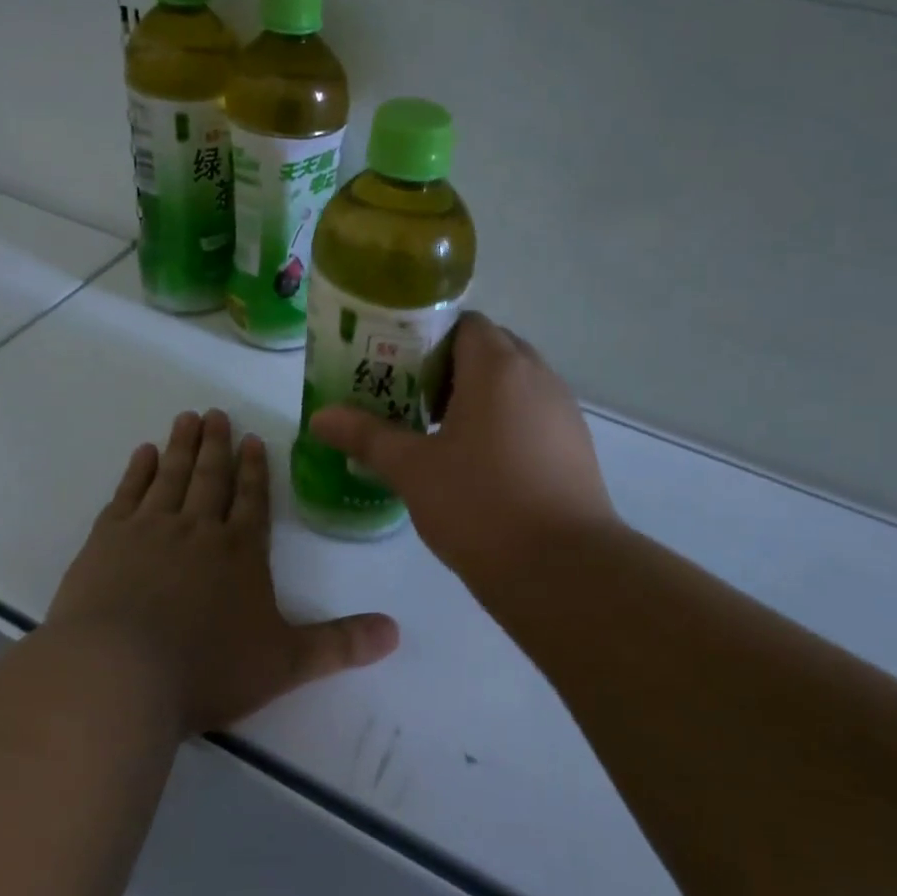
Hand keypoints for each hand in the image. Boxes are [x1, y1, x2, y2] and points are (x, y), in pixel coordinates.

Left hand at [46, 409, 399, 734]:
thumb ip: (340, 645)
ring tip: (186, 418)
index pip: (253, 499)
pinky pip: (127, 493)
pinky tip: (143, 454)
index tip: (252, 439)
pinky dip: (137, 471)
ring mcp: (149, 529)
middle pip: (211, 477)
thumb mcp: (285, 663)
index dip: (255, 469)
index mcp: (240, 551)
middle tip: (216, 413)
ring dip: (182, 446)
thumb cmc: (207, 668)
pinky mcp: (107, 540)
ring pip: (172, 476)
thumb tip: (396, 632)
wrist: (119, 674)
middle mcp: (198, 529)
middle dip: (217, 445)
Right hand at [307, 314, 618, 589]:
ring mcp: (563, 411)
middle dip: (449, 368)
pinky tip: (479, 464)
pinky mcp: (576, 446)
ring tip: (439, 433)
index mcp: (497, 367)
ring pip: (514, 383)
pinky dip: (504, 421)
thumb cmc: (480, 506)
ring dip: (478, 396)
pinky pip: (533, 413)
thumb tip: (320, 417)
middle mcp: (537, 376)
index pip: (464, 324)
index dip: (428, 339)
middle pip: (490, 349)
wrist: (563, 571)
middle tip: (411, 400)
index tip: (398, 368)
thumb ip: (366, 436)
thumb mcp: (412, 470)